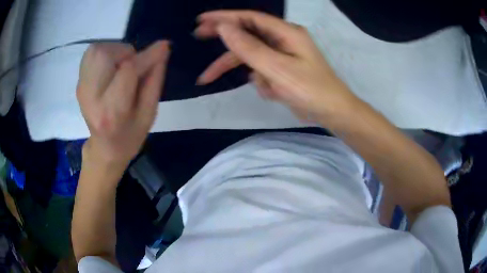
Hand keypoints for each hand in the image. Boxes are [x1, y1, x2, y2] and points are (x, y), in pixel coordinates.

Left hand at [76, 41, 170, 167]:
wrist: (104, 147)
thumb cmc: (130, 135)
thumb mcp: (149, 114)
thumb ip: (155, 80)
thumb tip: (162, 49)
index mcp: (112, 111)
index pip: (128, 71)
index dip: (147, 56)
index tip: (163, 46)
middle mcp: (91, 96)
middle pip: (105, 54)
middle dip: (125, 53)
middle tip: (132, 67)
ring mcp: (82, 88)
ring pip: (96, 50)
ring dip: (115, 52)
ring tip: (120, 69)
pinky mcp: (79, 82)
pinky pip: (91, 54)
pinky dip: (104, 53)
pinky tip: (110, 68)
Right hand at [195, 11, 357, 123]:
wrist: (332, 113)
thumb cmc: (310, 90)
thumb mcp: (277, 68)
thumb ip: (249, 47)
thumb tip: (224, 28)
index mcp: (286, 32)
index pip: (249, 18)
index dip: (224, 17)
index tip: (202, 20)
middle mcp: (284, 39)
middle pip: (248, 35)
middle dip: (226, 41)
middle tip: (198, 36)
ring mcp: (283, 54)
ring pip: (254, 57)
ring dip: (252, 74)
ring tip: (265, 90)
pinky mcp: (282, 69)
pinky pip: (263, 71)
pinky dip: (264, 83)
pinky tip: (275, 94)